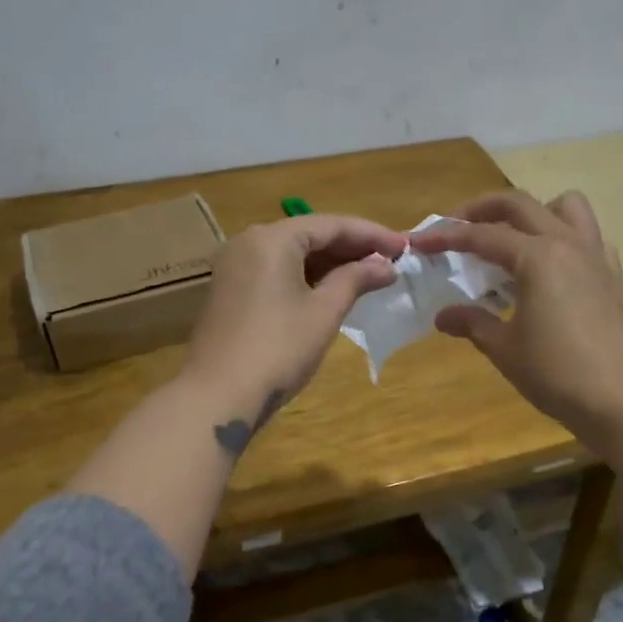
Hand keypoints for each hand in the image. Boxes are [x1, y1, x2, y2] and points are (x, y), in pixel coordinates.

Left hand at [181, 213, 405, 443]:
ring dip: (330, 264)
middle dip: (351, 248)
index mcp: (272, 238)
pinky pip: (276, 271)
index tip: (405, 247)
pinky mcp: (230, 291)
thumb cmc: (278, 349)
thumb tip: (385, 266)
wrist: (217, 397)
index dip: (372, 234)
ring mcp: (235, 267)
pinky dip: (306, 277)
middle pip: (309, 234)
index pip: (331, 224)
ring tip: (369, 276)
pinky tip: (333, 290)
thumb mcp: (324, 312)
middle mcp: (249, 242)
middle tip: (391, 262)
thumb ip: (356, 279)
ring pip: (292, 254)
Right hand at [409, 190, 622, 447]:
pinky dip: (565, 238)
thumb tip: (444, 316)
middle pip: (520, 204)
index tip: (420, 242)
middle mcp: (567, 244)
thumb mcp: (505, 348)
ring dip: (534, 212)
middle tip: (456, 226)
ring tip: (512, 238)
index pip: (482, 235)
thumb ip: (473, 322)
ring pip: (565, 207)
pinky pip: (589, 237)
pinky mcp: (611, 276)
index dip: (447, 236)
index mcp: (537, 257)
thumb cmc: (558, 373)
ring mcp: (595, 256)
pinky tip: (551, 267)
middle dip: (482, 208)